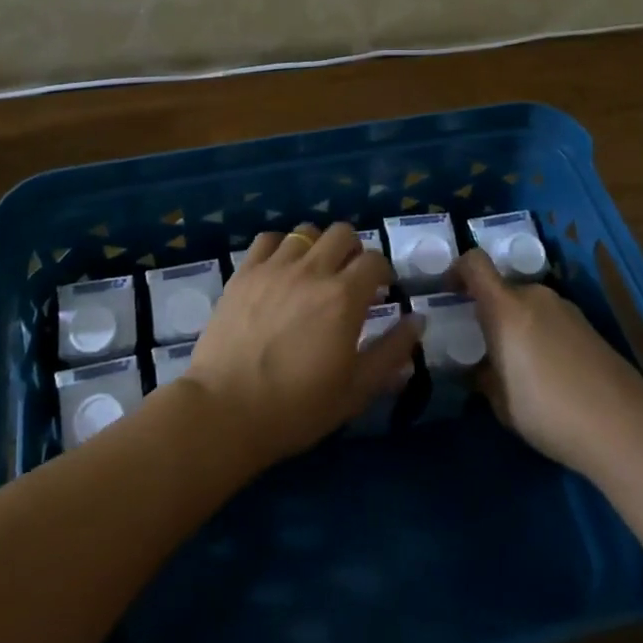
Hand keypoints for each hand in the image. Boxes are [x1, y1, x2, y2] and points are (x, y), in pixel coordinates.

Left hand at [186, 224, 418, 468]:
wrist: (225, 411)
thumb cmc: (296, 408)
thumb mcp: (356, 390)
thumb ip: (392, 352)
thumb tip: (417, 320)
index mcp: (344, 298)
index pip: (375, 260)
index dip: (383, 272)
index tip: (380, 292)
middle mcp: (312, 271)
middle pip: (343, 232)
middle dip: (354, 250)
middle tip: (349, 279)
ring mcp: (274, 267)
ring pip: (306, 231)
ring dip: (317, 247)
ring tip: (313, 273)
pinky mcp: (244, 273)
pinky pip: (268, 239)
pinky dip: (281, 247)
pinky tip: (280, 269)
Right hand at [458, 248, 642, 475]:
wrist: (625, 426)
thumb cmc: (549, 411)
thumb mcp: (501, 401)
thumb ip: (483, 375)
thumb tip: (478, 367)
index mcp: (506, 308)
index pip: (475, 263)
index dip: (457, 270)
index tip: (448, 292)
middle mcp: (535, 297)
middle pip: (503, 289)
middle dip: (489, 310)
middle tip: (484, 345)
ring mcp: (566, 309)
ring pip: (528, 306)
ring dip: (517, 324)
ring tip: (518, 365)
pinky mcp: (589, 326)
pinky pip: (551, 320)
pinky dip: (541, 335)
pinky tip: (549, 373)